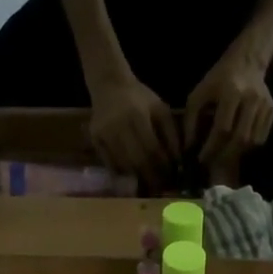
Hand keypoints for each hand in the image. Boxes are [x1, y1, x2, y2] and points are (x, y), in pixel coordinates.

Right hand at [87, 68, 178, 182]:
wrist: (109, 85)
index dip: (163, 166)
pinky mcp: (94, 140)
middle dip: (152, 177)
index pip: (152, 149)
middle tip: (162, 187)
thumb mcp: (160, 109)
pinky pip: (109, 164)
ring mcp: (103, 134)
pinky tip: (133, 178)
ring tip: (150, 185)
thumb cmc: (139, 98)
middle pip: (137, 160)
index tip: (172, 176)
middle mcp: (118, 126)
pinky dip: (123, 174)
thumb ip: (171, 133)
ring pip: (123, 165)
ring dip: (138, 178)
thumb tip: (178, 161)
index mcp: (137, 116)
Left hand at [184, 48, 272, 164]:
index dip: (211, 147)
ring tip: (223, 154)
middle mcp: (251, 99)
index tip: (200, 158)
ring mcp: (265, 105)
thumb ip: (191, 120)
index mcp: (231, 92)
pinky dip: (248, 146)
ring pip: (254, 141)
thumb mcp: (198, 94)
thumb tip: (189, 147)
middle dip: (224, 155)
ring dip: (237, 153)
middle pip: (241, 138)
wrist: (246, 61)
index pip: (223, 128)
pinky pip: (262, 137)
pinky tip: (236, 145)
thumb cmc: (218, 79)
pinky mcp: (272, 110)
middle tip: (212, 161)